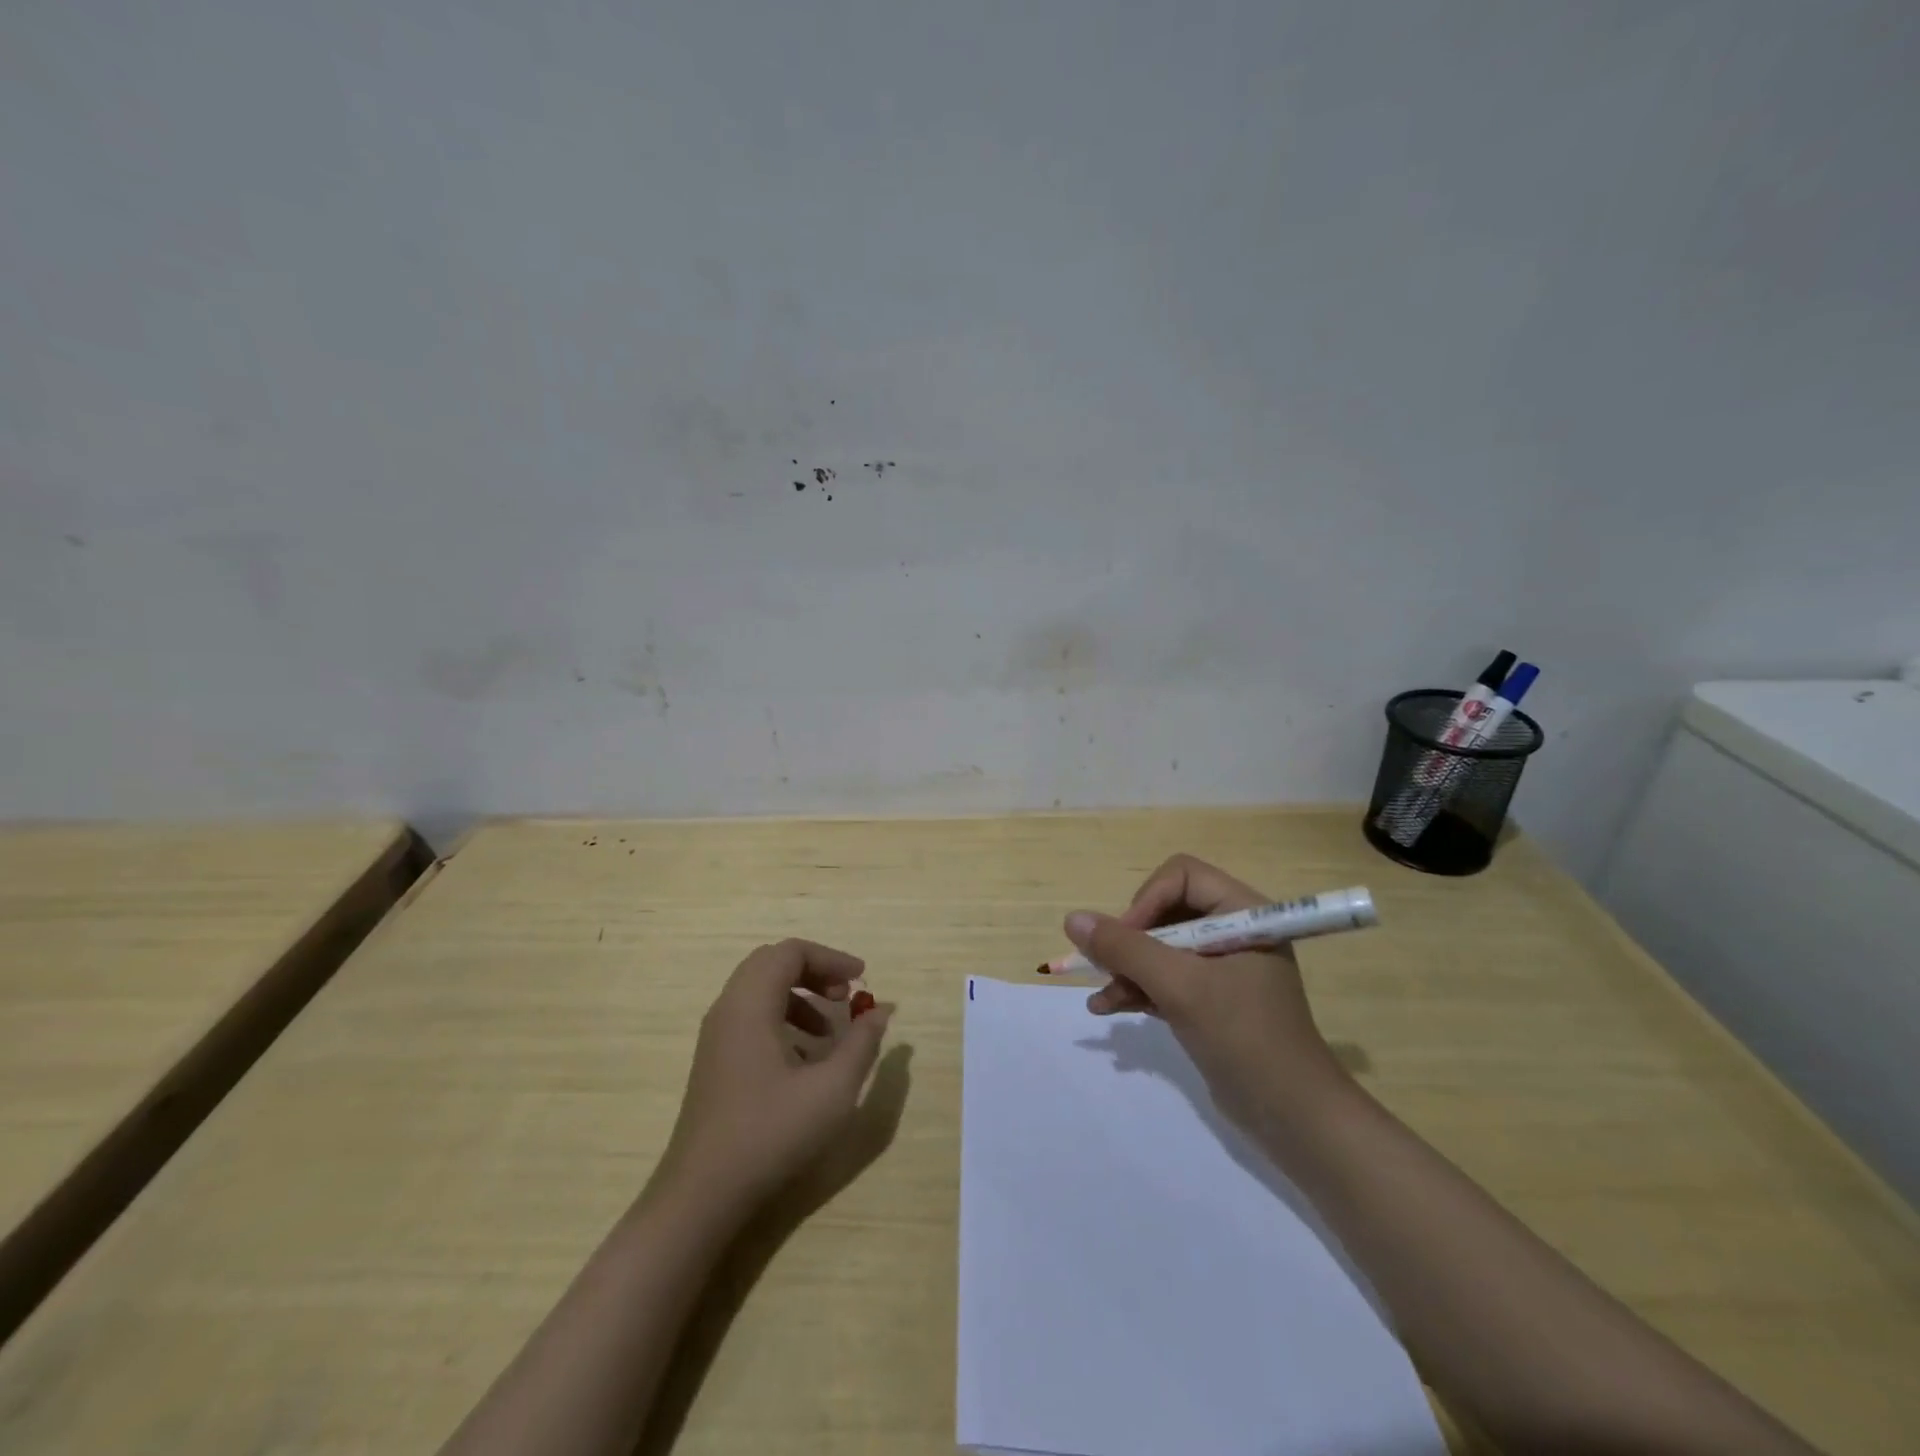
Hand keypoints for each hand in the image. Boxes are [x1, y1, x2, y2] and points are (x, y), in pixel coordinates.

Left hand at [657, 939, 890, 1208]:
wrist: (702, 1195)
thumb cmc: (770, 1134)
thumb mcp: (831, 1089)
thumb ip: (861, 1043)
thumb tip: (881, 1011)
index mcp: (750, 1004)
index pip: (790, 952)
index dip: (830, 958)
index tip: (862, 980)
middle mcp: (728, 1009)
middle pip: (773, 964)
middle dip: (814, 973)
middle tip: (845, 997)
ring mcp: (716, 1037)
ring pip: (760, 991)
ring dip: (800, 998)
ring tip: (830, 1032)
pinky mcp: (715, 1062)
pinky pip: (751, 1017)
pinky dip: (782, 1019)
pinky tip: (804, 1060)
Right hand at [1065, 854, 1344, 1126]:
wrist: (1293, 1118)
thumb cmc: (1244, 1037)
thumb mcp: (1180, 987)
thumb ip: (1125, 949)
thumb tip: (1073, 919)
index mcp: (1243, 913)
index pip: (1181, 876)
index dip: (1147, 901)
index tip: (1125, 939)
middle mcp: (1234, 931)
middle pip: (1165, 910)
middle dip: (1130, 940)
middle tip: (1106, 967)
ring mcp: (1222, 967)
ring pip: (1159, 947)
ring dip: (1127, 968)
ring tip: (1101, 997)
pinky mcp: (1211, 999)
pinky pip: (1165, 978)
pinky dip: (1137, 989)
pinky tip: (1108, 1007)